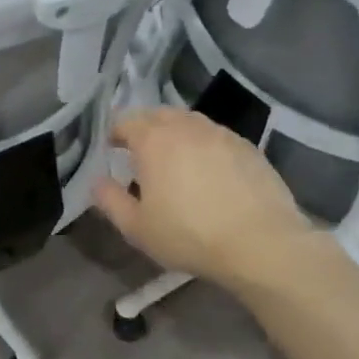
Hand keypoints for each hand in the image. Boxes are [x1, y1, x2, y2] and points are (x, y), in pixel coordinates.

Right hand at [93, 108, 341, 299]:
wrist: (261, 244)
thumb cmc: (189, 235)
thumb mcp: (137, 227)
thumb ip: (110, 200)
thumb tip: (97, 181)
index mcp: (153, 140)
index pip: (124, 121)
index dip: (113, 133)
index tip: (109, 150)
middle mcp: (186, 127)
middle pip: (157, 115)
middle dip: (143, 128)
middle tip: (138, 152)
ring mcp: (221, 134)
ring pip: (189, 122)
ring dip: (174, 133)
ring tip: (173, 159)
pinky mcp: (248, 147)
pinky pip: (215, 136)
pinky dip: (203, 145)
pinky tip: (207, 170)